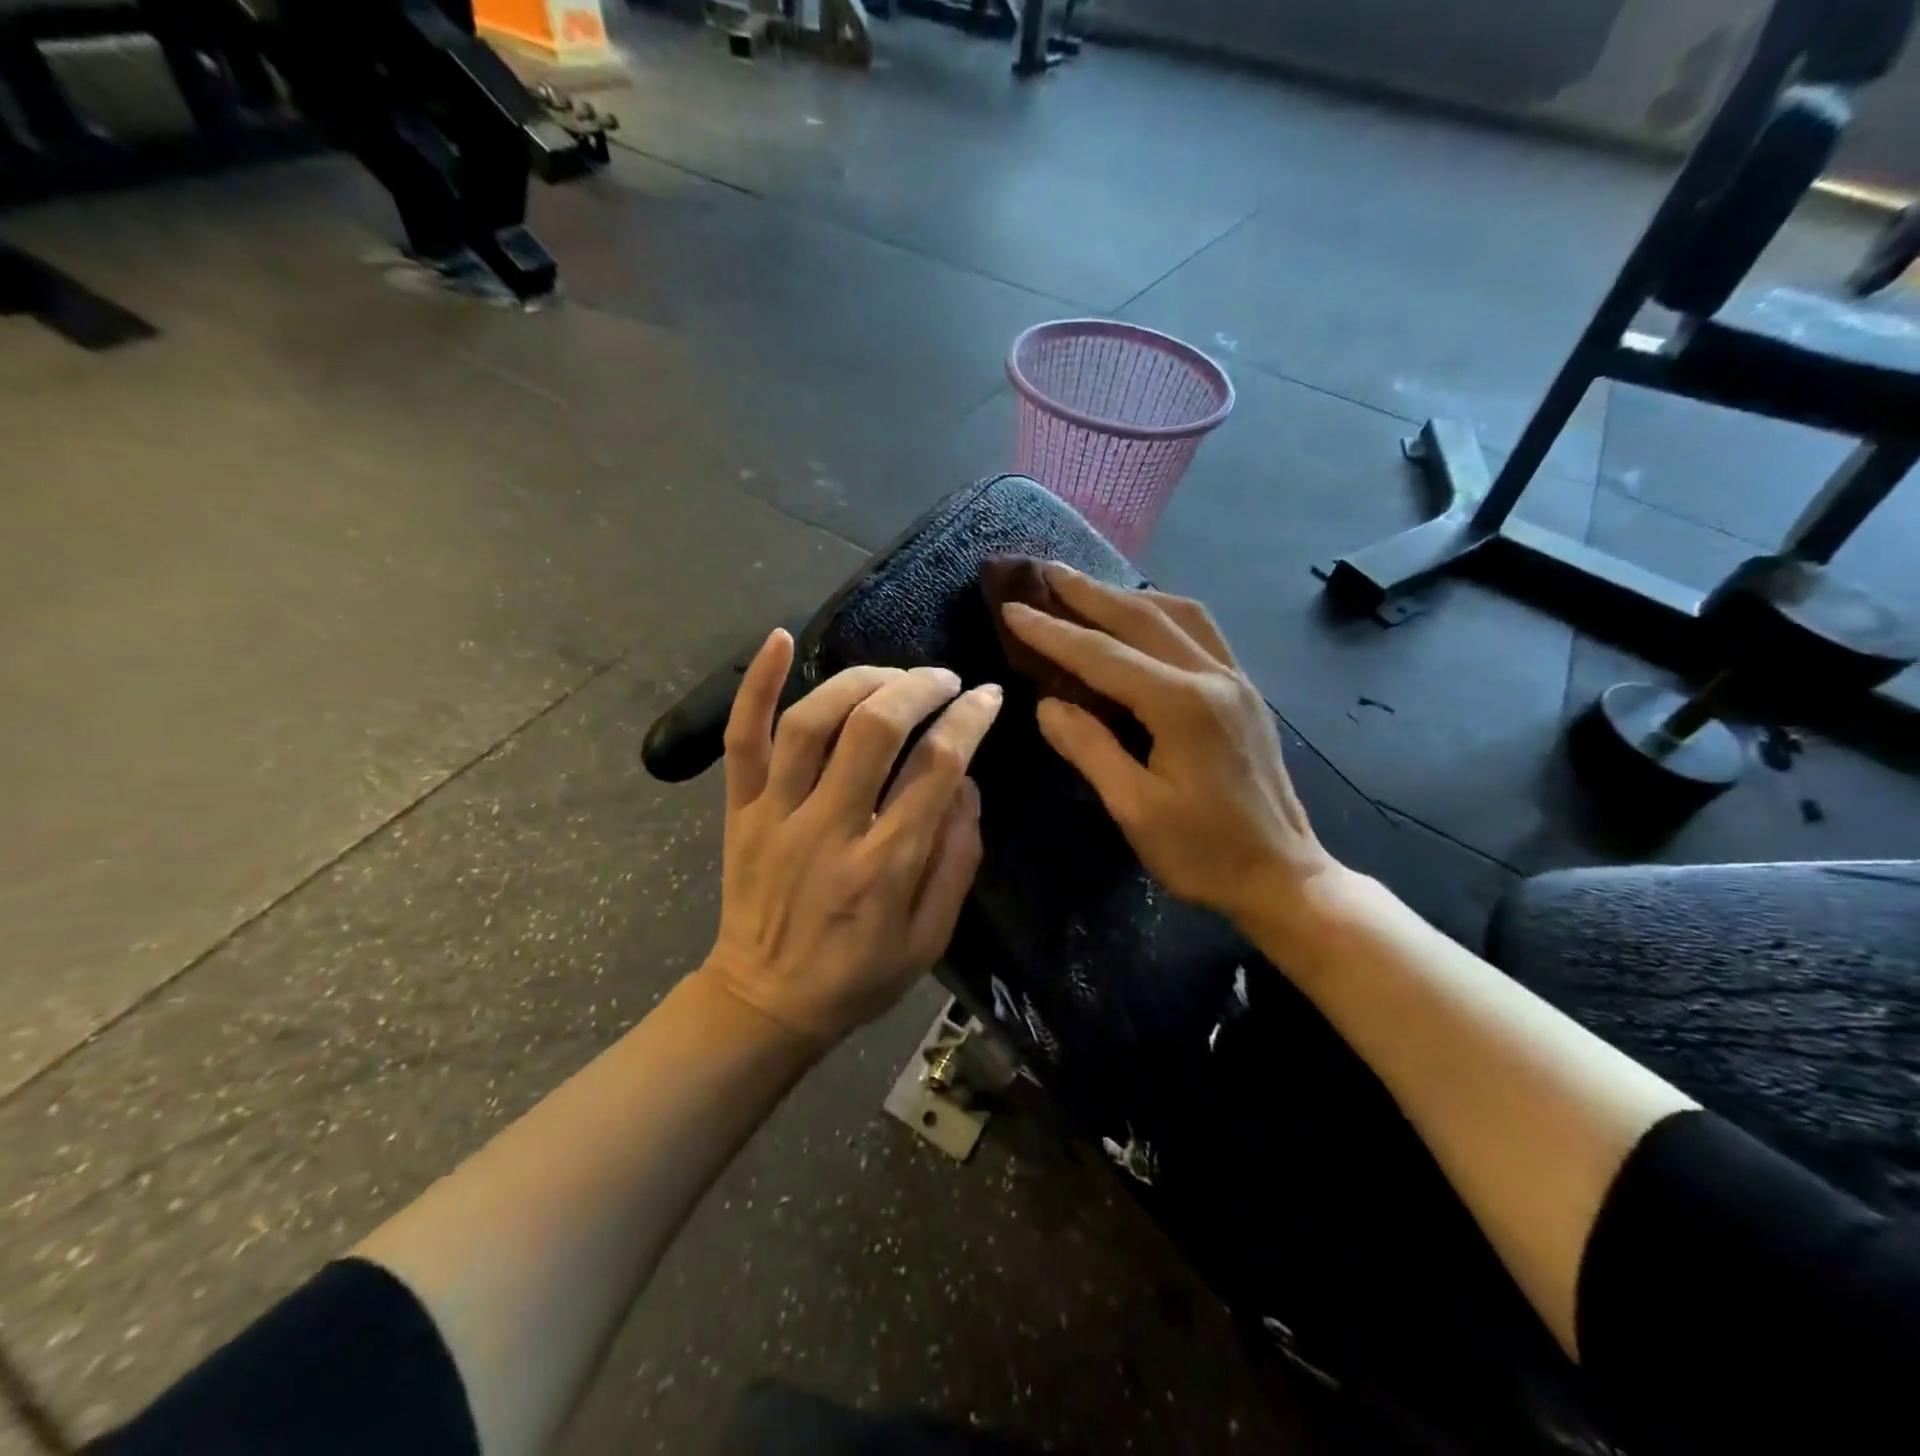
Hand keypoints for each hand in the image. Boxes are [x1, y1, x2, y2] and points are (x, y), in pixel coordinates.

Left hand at [700, 630, 1003, 1044]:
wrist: (765, 1003)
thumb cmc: (859, 975)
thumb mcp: (931, 938)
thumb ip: (957, 858)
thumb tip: (968, 783)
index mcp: (885, 867)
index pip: (937, 768)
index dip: (969, 720)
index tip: (988, 697)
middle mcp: (830, 830)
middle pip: (876, 730)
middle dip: (920, 689)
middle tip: (945, 680)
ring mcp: (775, 815)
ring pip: (812, 722)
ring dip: (860, 681)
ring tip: (893, 675)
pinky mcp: (738, 810)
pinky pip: (742, 738)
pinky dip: (757, 684)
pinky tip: (780, 637)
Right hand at [1000, 565, 1339, 929]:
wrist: (1282, 875)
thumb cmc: (1203, 853)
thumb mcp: (1134, 809)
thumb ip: (1089, 748)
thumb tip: (1047, 703)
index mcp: (1183, 707)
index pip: (1103, 655)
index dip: (1053, 632)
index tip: (1012, 609)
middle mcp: (1214, 677)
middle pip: (1143, 617)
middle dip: (1089, 593)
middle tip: (1046, 571)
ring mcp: (1236, 680)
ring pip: (1179, 614)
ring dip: (1128, 596)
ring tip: (1088, 589)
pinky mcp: (1245, 692)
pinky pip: (1201, 632)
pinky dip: (1163, 613)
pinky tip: (1144, 619)